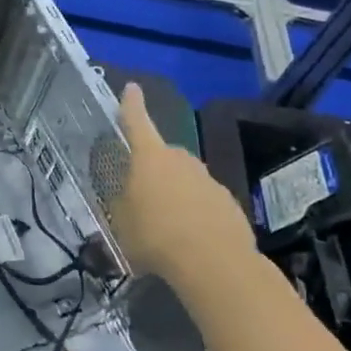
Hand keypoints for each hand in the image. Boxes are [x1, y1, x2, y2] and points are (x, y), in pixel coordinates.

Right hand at [111, 83, 259, 304]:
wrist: (215, 263)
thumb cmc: (155, 236)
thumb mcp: (121, 223)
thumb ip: (121, 205)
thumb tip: (124, 200)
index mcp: (150, 157)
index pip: (136, 121)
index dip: (131, 104)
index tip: (131, 87)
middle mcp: (181, 159)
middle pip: (162, 156)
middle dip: (152, 170)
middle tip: (142, 196)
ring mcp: (208, 179)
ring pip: (185, 180)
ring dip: (175, 194)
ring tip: (165, 226)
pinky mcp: (229, 203)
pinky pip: (204, 202)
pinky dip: (195, 213)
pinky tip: (190, 239)